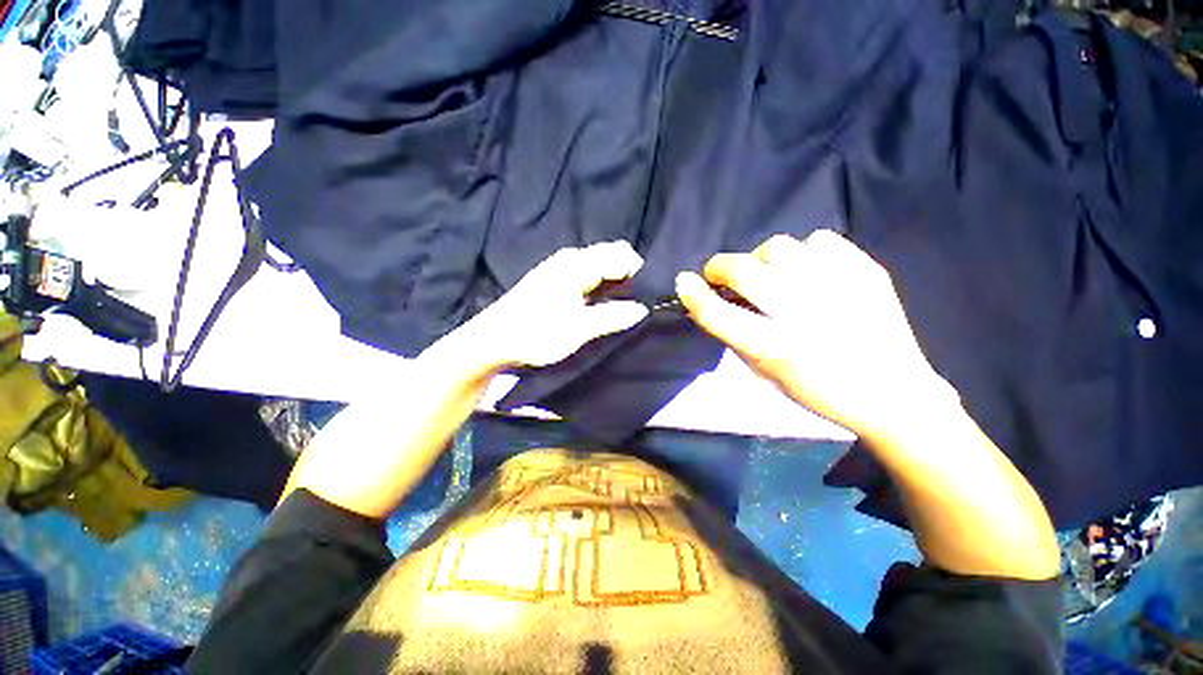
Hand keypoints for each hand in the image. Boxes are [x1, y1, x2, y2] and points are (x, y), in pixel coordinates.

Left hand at [450, 241, 649, 372]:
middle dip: (626, 276)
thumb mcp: (579, 329)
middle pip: (610, 256)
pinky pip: (586, 274)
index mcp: (577, 264)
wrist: (493, 340)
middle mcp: (570, 259)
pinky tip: (596, 305)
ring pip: (598, 266)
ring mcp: (559, 268)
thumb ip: (612, 317)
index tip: (645, 298)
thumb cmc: (536, 333)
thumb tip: (642, 309)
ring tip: (616, 308)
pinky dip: (598, 286)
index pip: (621, 256)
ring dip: (612, 282)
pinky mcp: (553, 280)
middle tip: (630, 304)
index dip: (638, 274)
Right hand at [676, 230, 954, 441]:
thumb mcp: (767, 375)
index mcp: (775, 348)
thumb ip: (738, 336)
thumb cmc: (820, 392)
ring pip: (779, 246)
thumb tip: (717, 301)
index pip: (718, 313)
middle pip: (744, 270)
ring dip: (761, 259)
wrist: (893, 393)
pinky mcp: (866, 272)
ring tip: (769, 273)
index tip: (684, 282)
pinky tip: (809, 270)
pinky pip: (820, 240)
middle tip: (720, 274)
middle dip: (720, 267)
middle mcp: (803, 314)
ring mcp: (838, 288)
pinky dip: (804, 252)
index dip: (694, 294)